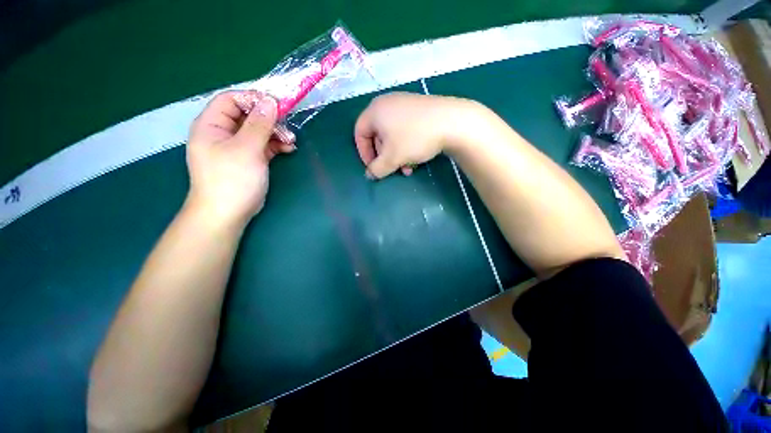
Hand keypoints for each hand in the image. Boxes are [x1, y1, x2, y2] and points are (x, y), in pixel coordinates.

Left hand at [185, 90, 295, 228]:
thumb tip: (270, 101)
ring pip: (257, 131)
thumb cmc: (232, 179)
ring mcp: (235, 147)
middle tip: (288, 126)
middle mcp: (222, 133)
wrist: (227, 213)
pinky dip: (275, 145)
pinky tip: (288, 149)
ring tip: (291, 141)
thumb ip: (259, 124)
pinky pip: (262, 145)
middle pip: (247, 115)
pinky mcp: (248, 160)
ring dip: (275, 133)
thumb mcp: (247, 149)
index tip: (277, 105)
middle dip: (269, 119)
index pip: (231, 99)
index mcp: (212, 125)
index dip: (254, 99)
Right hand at [354, 92, 480, 178]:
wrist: (452, 122)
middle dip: (385, 157)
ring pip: (393, 136)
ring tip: (407, 168)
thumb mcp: (392, 157)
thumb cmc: (414, 138)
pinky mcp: (419, 109)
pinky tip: (416, 158)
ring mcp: (404, 104)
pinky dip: (406, 146)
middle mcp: (387, 104)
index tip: (373, 167)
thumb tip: (369, 175)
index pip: (359, 133)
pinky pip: (405, 130)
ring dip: (397, 155)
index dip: (364, 153)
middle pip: (377, 136)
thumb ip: (377, 169)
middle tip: (392, 169)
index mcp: (375, 111)